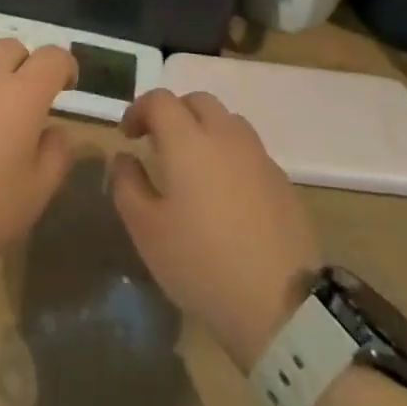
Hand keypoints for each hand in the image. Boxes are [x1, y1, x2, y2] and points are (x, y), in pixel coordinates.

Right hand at [110, 90, 321, 371]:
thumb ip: (128, 186)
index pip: (160, 100)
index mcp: (188, 140)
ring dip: (204, 130)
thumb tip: (124, 157)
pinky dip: (229, 155)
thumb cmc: (202, 264)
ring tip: (193, 167)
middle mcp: (225, 134)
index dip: (139, 110)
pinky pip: (248, 150)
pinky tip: (225, 194)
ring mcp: (258, 155)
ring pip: (226, 121)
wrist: (283, 305)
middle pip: (197, 101)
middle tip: (158, 145)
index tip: (128, 136)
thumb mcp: (148, 232)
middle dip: (173, 114)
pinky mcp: (281, 179)